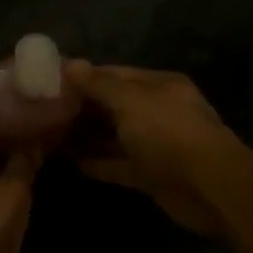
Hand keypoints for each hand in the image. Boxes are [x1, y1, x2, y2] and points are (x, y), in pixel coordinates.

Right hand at [63, 62, 241, 236]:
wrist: (209, 187)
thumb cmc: (168, 132)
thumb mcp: (130, 100)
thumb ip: (98, 84)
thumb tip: (70, 64)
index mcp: (158, 86)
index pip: (114, 74)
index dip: (83, 76)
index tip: (50, 80)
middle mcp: (157, 111)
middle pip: (113, 105)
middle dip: (82, 107)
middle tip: (44, 110)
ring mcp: (155, 144)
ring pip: (114, 136)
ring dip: (87, 136)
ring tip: (50, 135)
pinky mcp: (151, 175)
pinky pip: (118, 164)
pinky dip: (98, 163)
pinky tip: (71, 162)